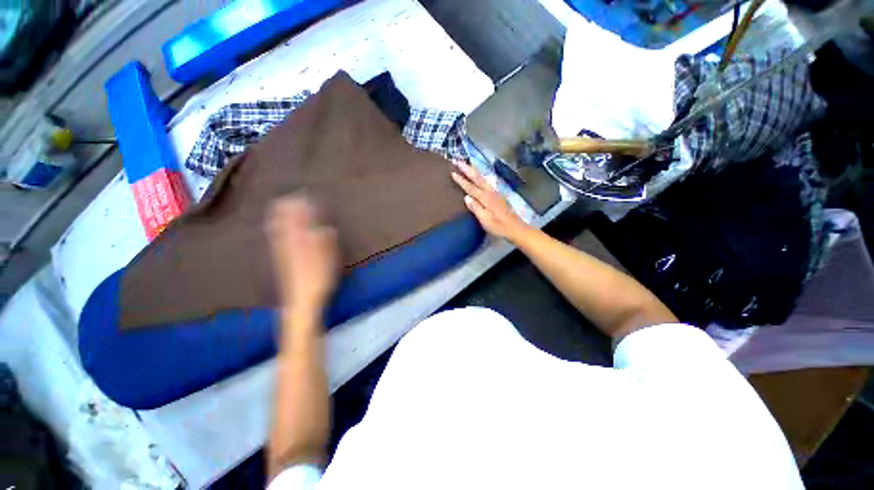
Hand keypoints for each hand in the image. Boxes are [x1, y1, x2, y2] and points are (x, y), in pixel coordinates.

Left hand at [266, 196, 338, 314]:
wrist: (301, 301)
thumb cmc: (318, 280)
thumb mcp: (327, 261)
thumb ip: (325, 243)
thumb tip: (325, 227)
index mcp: (301, 243)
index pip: (299, 221)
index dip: (301, 207)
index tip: (304, 194)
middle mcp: (289, 244)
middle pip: (285, 222)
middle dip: (288, 208)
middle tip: (292, 195)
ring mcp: (283, 252)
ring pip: (279, 229)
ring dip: (281, 216)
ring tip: (283, 205)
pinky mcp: (282, 259)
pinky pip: (277, 238)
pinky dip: (278, 228)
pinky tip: (277, 226)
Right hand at [451, 161, 530, 242]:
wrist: (516, 228)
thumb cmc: (499, 227)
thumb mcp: (486, 220)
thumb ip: (476, 208)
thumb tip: (466, 197)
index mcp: (486, 198)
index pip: (471, 187)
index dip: (461, 180)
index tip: (452, 172)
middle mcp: (491, 192)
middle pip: (477, 178)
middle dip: (467, 169)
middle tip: (457, 160)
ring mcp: (495, 192)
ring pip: (483, 178)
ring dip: (473, 170)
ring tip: (466, 164)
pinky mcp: (498, 195)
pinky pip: (486, 181)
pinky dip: (480, 176)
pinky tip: (479, 175)